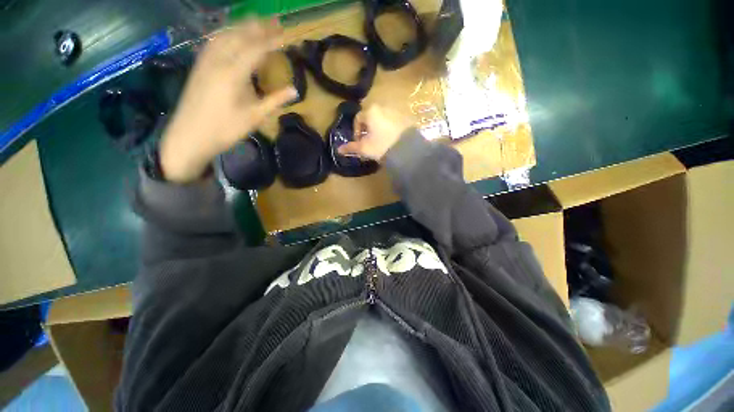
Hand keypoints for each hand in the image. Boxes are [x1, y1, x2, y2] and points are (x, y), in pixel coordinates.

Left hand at [160, 19, 297, 182]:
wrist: (189, 136)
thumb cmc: (225, 130)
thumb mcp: (254, 117)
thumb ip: (274, 101)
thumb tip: (294, 91)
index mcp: (234, 74)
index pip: (256, 49)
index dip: (272, 40)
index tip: (286, 34)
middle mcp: (218, 61)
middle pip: (240, 36)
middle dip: (258, 27)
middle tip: (275, 21)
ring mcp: (205, 61)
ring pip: (225, 35)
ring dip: (242, 27)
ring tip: (256, 22)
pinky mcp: (199, 66)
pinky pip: (214, 42)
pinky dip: (226, 34)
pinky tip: (231, 35)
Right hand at [338, 105, 412, 160]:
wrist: (407, 148)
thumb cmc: (381, 146)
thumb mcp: (364, 148)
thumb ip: (351, 147)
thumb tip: (338, 150)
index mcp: (370, 111)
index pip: (358, 119)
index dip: (356, 132)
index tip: (359, 143)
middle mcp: (382, 107)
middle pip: (370, 118)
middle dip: (367, 130)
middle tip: (369, 143)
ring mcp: (395, 111)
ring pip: (381, 120)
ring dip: (377, 130)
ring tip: (380, 143)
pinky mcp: (405, 118)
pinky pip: (392, 122)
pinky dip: (388, 129)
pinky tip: (390, 140)